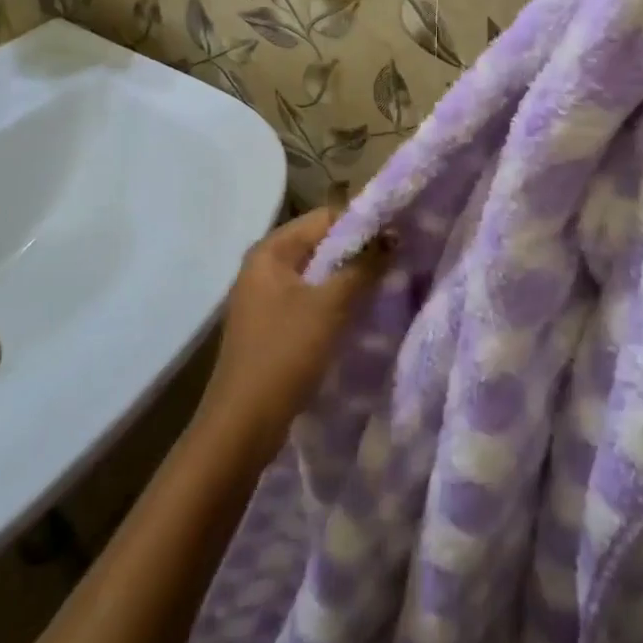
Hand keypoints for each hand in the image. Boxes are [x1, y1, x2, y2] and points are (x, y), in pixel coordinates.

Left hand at [195, 208, 391, 459]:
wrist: (242, 425)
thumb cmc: (284, 354)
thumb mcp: (329, 306)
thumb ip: (363, 267)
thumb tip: (392, 236)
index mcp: (271, 251)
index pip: (325, 217)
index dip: (363, 223)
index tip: (399, 235)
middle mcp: (265, 266)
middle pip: (321, 244)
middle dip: (359, 251)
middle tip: (399, 260)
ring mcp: (267, 297)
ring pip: (319, 274)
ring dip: (350, 278)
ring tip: (388, 283)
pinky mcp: (274, 325)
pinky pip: (312, 299)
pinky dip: (336, 301)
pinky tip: (363, 312)